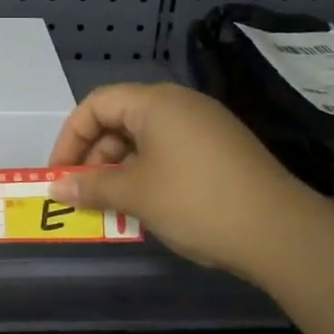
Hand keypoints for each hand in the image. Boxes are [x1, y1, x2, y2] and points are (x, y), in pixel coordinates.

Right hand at [48, 83, 316, 279]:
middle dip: (94, 156)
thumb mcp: (135, 194)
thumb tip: (56, 188)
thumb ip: (91, 187)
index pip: (96, 104)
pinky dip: (147, 173)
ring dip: (119, 169)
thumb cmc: (194, 201)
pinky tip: (144, 206)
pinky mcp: (220, 150)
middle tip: (84, 193)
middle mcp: (180, 105)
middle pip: (120, 119)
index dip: (70, 137)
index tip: (60, 174)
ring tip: (111, 206)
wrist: (276, 230)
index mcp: (156, 103)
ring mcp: (204, 126)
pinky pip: (169, 152)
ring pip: (145, 139)